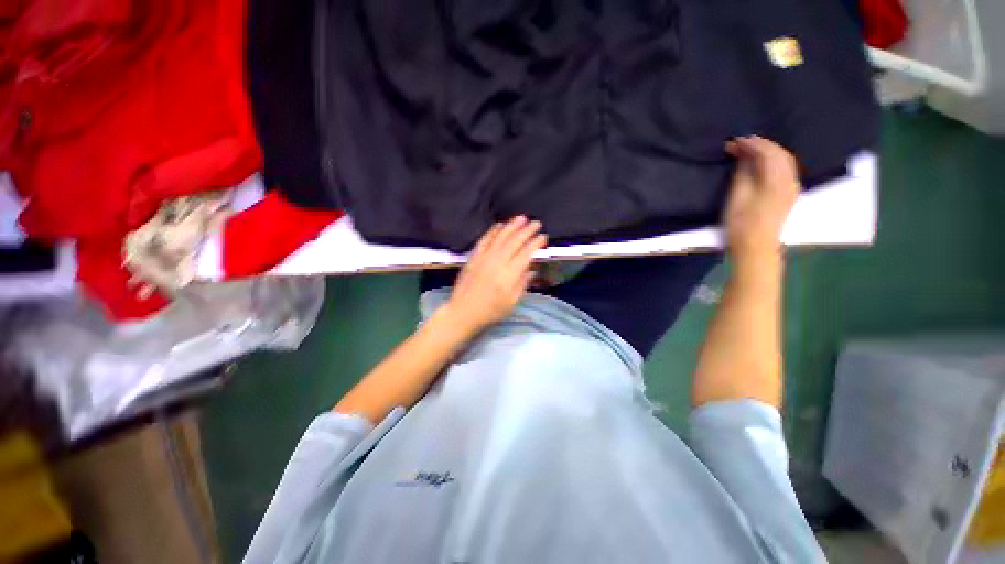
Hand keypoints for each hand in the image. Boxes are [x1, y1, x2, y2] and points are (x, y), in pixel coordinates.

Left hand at [444, 216, 546, 334]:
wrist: (463, 312)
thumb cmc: (491, 311)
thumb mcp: (512, 302)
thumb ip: (523, 283)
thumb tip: (531, 269)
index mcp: (509, 275)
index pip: (526, 253)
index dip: (535, 243)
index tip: (543, 237)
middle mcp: (497, 262)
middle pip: (514, 241)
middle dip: (527, 230)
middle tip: (536, 223)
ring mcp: (484, 258)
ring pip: (500, 237)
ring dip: (512, 226)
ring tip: (521, 218)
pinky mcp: (473, 257)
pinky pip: (484, 240)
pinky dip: (493, 231)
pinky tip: (499, 225)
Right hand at [723, 136, 799, 262]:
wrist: (755, 247)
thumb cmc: (741, 223)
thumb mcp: (737, 196)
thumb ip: (743, 172)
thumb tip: (744, 155)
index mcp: (777, 179)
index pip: (767, 152)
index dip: (751, 143)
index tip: (733, 142)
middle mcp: (790, 179)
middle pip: (779, 153)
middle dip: (760, 145)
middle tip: (739, 144)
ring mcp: (792, 187)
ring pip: (784, 160)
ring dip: (767, 152)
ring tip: (747, 152)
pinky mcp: (789, 194)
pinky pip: (785, 169)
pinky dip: (773, 161)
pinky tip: (761, 164)